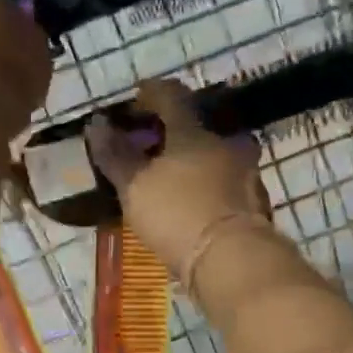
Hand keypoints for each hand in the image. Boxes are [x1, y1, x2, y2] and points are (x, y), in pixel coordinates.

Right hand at [87, 79, 271, 273]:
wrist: (234, 260)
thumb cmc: (178, 215)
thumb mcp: (135, 187)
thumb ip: (115, 154)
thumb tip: (98, 124)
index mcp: (194, 132)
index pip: (172, 95)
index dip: (151, 93)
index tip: (135, 101)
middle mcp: (226, 144)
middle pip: (197, 127)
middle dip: (172, 133)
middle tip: (150, 147)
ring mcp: (246, 174)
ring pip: (215, 157)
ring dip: (193, 162)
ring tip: (170, 180)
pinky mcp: (255, 205)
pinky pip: (226, 185)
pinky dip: (208, 187)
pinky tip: (194, 204)